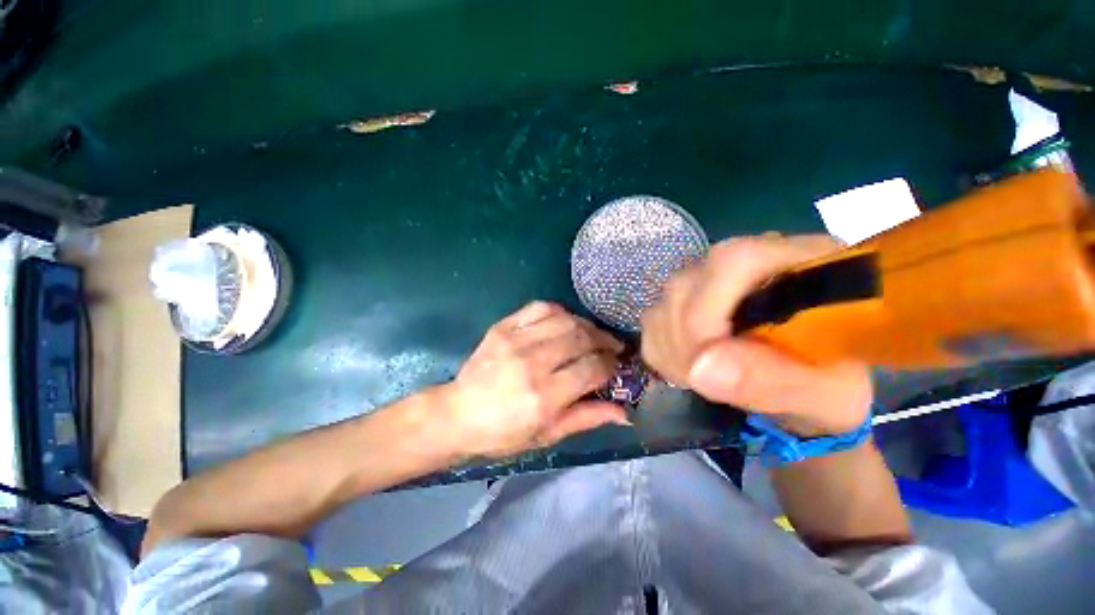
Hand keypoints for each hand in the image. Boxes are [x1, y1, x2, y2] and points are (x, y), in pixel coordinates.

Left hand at [443, 301, 628, 457]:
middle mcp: (532, 363)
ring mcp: (516, 340)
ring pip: (565, 320)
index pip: (592, 369)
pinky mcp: (503, 327)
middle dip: (604, 341)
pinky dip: (560, 312)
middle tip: (611, 347)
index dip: (611, 365)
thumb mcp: (547, 435)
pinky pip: (540, 308)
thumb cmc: (503, 433)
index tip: (616, 366)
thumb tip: (624, 410)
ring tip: (593, 335)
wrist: (458, 414)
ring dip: (586, 325)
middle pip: (582, 339)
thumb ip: (586, 418)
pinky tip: (566, 322)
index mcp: (544, 396)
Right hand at [640, 235, 872, 436]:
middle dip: (687, 343)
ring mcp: (708, 276)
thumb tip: (700, 369)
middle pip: (686, 286)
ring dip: (673, 351)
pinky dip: (663, 352)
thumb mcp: (825, 394)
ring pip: (662, 304)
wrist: (811, 377)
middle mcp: (744, 257)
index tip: (704, 367)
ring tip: (707, 379)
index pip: (733, 263)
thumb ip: (774, 382)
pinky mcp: (684, 297)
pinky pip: (652, 322)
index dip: (706, 314)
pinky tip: (691, 367)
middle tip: (709, 383)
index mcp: (799, 262)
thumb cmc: (831, 385)